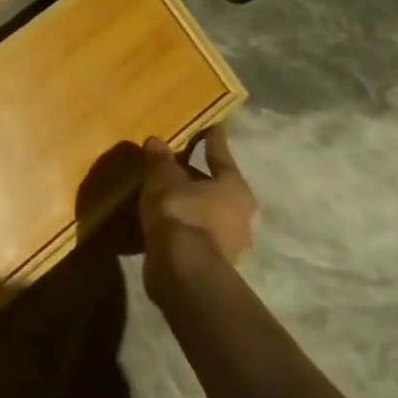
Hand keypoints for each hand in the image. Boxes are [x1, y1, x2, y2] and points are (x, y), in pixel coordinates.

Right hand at [139, 125, 257, 299]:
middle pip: (216, 186)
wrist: (183, 273)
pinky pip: (195, 232)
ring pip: (206, 211)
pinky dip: (181, 223)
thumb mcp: (163, 177)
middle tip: (175, 161)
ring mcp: (229, 244)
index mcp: (235, 187)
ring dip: (188, 202)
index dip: (212, 138)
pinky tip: (162, 218)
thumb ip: (160, 158)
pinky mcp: (213, 264)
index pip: (220, 153)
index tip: (212, 124)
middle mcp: (240, 215)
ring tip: (162, 190)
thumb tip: (157, 141)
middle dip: (196, 175)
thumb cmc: (181, 212)